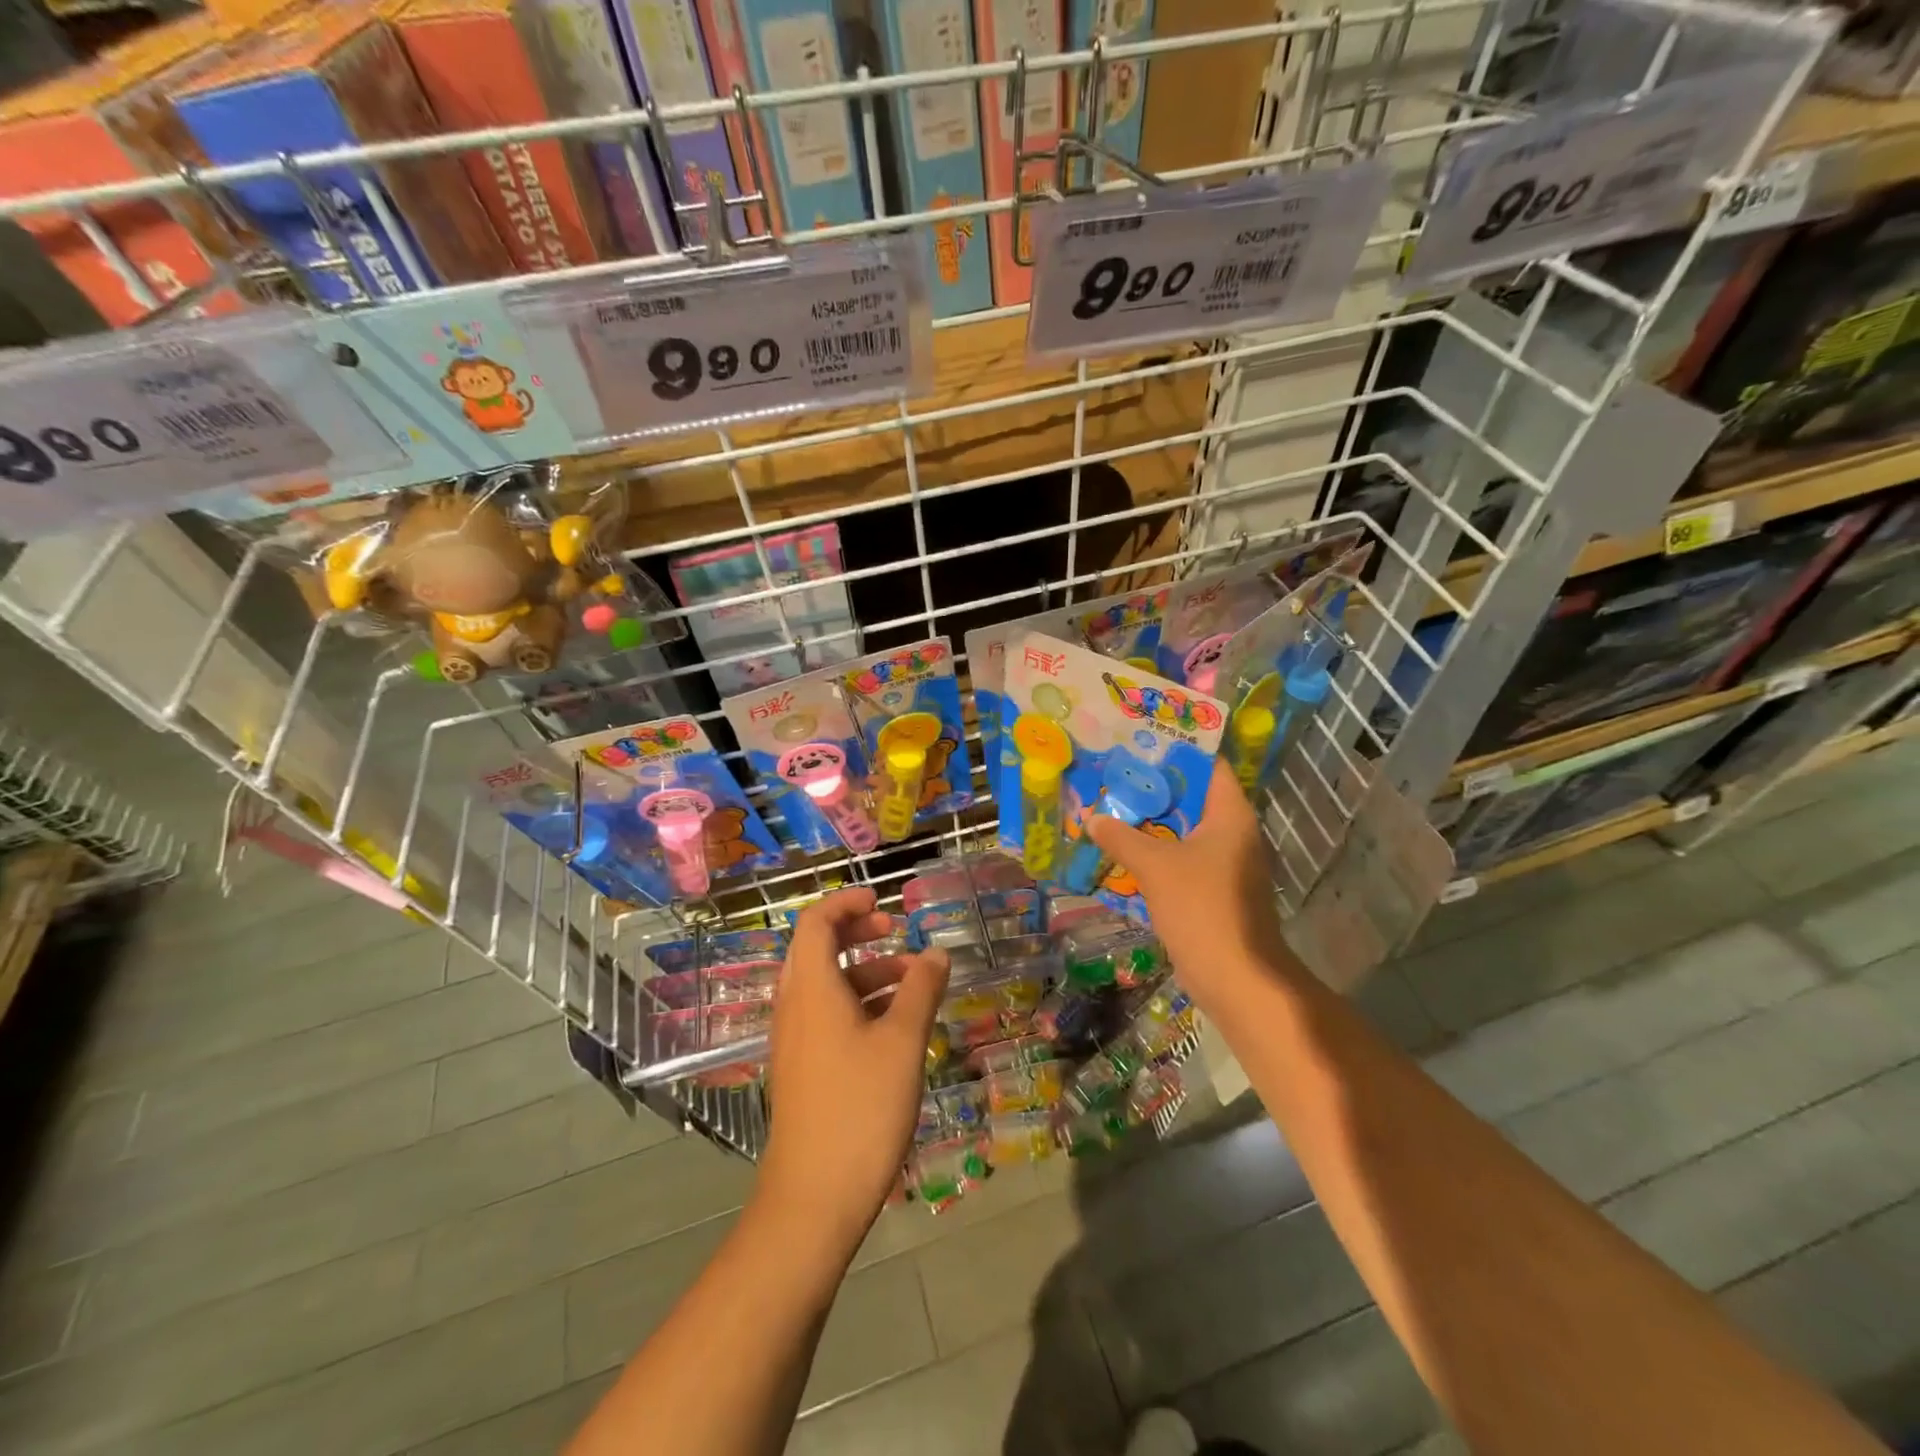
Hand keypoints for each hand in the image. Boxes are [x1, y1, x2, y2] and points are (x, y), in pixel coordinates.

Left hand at [757, 888, 949, 1255]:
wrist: (813, 1197)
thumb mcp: (903, 1042)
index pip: (816, 922)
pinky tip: (894, 1026)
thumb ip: (921, 990)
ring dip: (864, 970)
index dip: (847, 903)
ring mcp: (794, 1040)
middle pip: (817, 949)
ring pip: (826, 985)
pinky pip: (825, 1015)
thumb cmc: (861, 1108)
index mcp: (812, 989)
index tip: (883, 901)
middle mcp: (794, 1006)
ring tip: (911, 982)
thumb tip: (936, 953)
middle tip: (895, 931)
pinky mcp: (801, 1068)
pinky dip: (857, 1003)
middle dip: (857, 932)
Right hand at [1087, 760, 1288, 1005]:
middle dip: (1153, 788)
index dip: (1175, 751)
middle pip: (1192, 798)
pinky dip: (1156, 853)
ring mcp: (1226, 864)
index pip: (1209, 766)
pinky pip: (1182, 859)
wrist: (1236, 977)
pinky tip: (1122, 850)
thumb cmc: (1202, 908)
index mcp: (1230, 815)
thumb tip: (1093, 818)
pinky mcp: (1214, 891)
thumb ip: (1122, 837)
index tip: (1139, 743)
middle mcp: (1233, 832)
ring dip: (1150, 823)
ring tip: (1111, 807)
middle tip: (1113, 775)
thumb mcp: (1155, 866)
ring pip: (1183, 831)